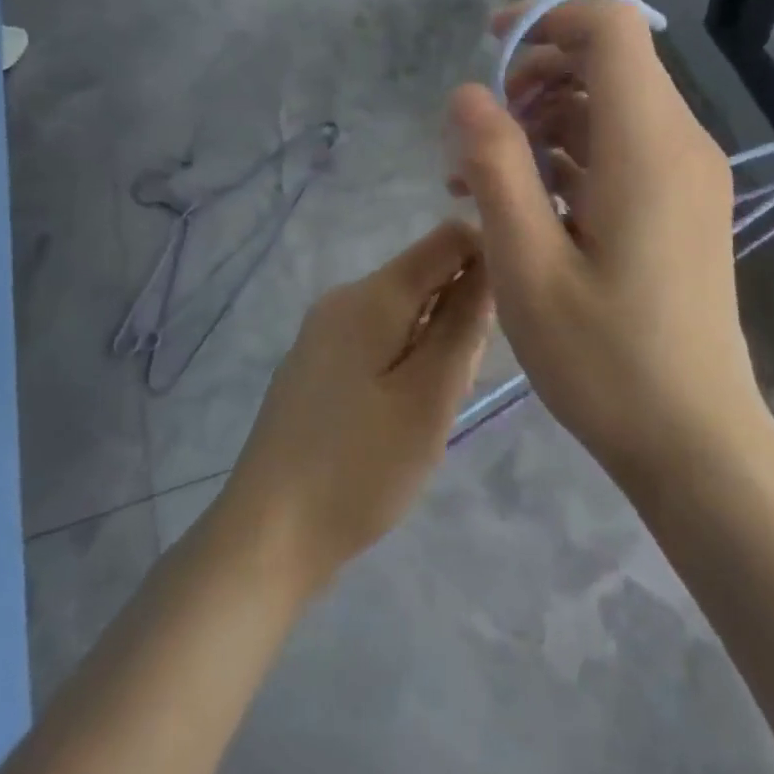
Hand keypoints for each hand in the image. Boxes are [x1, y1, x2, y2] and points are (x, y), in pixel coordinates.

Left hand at [223, 221, 492, 591]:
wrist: (268, 534)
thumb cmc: (361, 466)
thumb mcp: (430, 396)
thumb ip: (464, 324)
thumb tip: (490, 263)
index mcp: (372, 294)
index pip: (448, 239)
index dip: (488, 261)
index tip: (504, 319)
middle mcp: (344, 297)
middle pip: (427, 276)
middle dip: (459, 317)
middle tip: (455, 388)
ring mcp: (324, 330)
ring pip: (406, 311)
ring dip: (434, 346)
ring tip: (427, 410)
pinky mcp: (317, 362)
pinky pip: (379, 338)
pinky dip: (405, 362)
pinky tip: (399, 415)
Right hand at [445, 0, 769, 485]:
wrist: (694, 438)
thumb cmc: (604, 360)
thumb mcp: (527, 265)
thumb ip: (494, 168)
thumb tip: (466, 95)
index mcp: (647, 145)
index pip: (610, 27)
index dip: (545, 18)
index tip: (489, 54)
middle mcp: (680, 144)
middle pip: (609, 61)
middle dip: (534, 75)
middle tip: (478, 133)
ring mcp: (688, 176)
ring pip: (612, 106)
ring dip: (545, 120)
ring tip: (482, 178)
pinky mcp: (683, 205)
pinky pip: (624, 149)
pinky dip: (572, 155)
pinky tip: (526, 203)